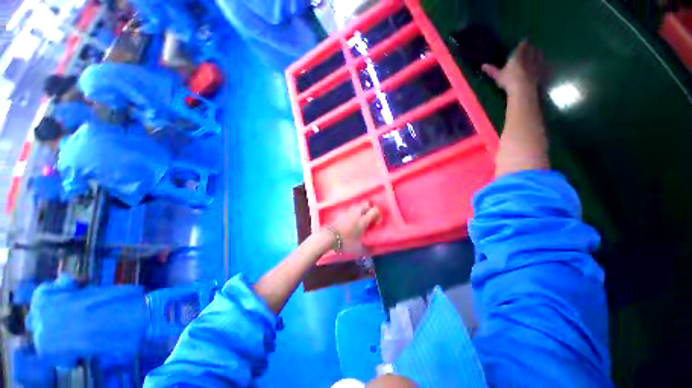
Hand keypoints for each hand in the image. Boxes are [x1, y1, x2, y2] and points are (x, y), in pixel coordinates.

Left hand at [329, 202, 381, 254]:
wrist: (329, 237)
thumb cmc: (346, 242)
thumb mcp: (359, 249)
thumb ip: (368, 248)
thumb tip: (373, 250)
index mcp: (363, 220)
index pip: (375, 210)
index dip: (378, 214)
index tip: (376, 222)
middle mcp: (357, 213)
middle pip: (366, 204)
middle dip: (369, 209)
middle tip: (369, 218)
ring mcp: (348, 212)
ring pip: (358, 205)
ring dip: (361, 209)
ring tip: (360, 218)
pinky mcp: (342, 213)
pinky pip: (350, 209)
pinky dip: (353, 213)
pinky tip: (351, 220)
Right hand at [482, 40, 544, 94]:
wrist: (523, 89)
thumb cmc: (509, 80)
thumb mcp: (498, 75)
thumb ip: (492, 70)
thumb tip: (482, 66)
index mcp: (519, 55)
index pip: (523, 45)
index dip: (523, 43)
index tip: (523, 42)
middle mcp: (530, 56)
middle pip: (533, 48)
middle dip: (532, 47)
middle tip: (531, 48)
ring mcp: (537, 64)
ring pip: (540, 55)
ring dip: (539, 54)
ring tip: (537, 55)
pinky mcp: (542, 72)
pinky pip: (544, 65)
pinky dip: (544, 64)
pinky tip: (543, 66)